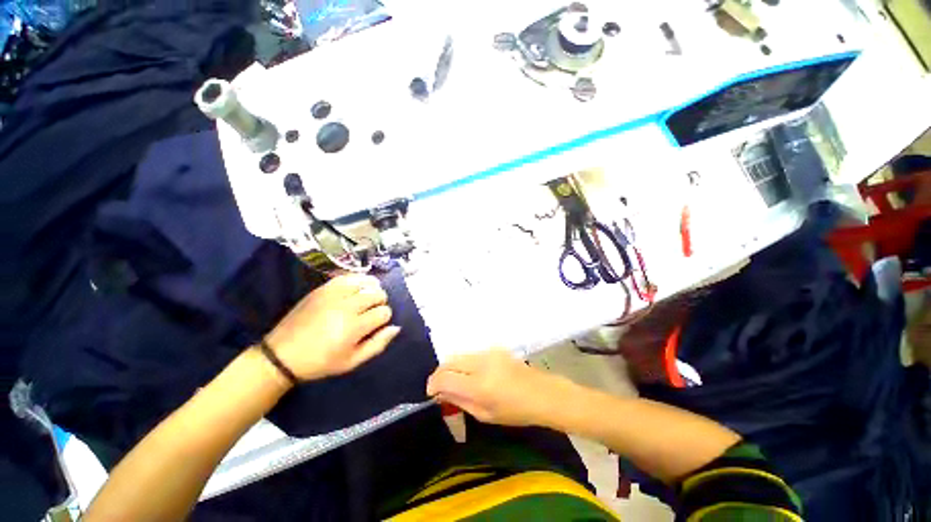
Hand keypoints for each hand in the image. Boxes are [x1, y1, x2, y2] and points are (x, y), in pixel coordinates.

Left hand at [265, 274, 400, 380]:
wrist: (282, 354)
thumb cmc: (321, 362)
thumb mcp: (352, 362)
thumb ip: (378, 344)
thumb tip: (396, 327)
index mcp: (354, 327)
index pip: (384, 312)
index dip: (384, 318)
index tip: (375, 324)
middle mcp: (346, 307)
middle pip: (378, 294)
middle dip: (380, 302)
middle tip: (370, 312)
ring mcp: (333, 294)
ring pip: (366, 282)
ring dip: (372, 289)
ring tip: (366, 298)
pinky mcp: (323, 288)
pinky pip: (349, 277)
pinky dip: (358, 280)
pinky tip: (357, 288)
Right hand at [426, 350, 569, 426]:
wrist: (542, 393)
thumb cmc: (515, 411)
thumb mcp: (485, 415)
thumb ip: (460, 401)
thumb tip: (441, 393)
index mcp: (479, 385)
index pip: (445, 378)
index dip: (433, 384)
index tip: (431, 393)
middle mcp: (480, 363)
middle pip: (449, 361)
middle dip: (439, 373)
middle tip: (440, 387)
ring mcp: (488, 352)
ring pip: (459, 355)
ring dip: (452, 367)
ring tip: (455, 381)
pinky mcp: (494, 348)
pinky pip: (471, 354)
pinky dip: (465, 363)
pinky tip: (471, 374)